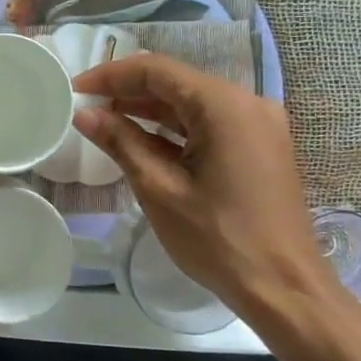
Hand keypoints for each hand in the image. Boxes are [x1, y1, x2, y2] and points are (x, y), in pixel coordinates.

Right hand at [71, 54, 337, 319]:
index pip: (157, 71)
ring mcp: (257, 125)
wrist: (284, 289)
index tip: (75, 90)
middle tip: (86, 108)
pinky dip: (173, 129)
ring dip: (148, 110)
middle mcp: (246, 103)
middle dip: (128, 91)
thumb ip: (121, 142)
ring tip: (105, 122)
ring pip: (191, 103)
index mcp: (224, 106)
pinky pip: (208, 124)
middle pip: (176, 82)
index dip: (111, 75)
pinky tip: (141, 141)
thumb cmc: (218, 239)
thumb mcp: (159, 189)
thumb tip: (85, 115)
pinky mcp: (259, 147)